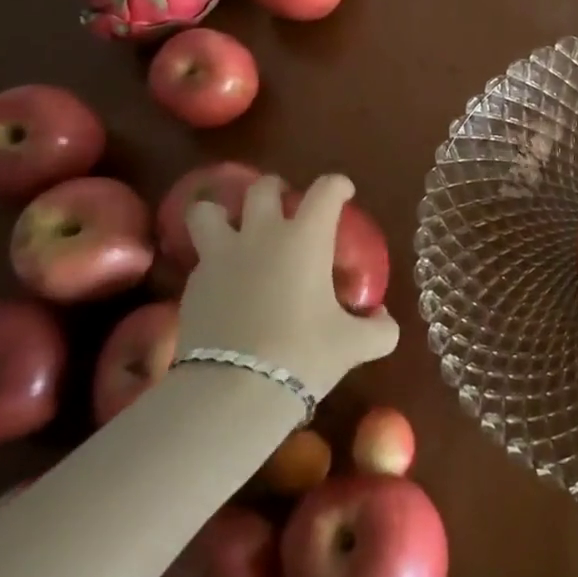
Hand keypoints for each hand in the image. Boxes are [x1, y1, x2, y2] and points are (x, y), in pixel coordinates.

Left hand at [179, 174, 398, 399]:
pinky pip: (201, 258)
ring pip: (208, 211)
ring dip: (222, 213)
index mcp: (305, 238)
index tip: (344, 193)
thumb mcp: (353, 346)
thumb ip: (378, 329)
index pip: (325, 190)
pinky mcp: (193, 285)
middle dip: (276, 189)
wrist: (234, 391)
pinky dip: (213, 262)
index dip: (338, 185)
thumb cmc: (303, 355)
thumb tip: (384, 320)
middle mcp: (262, 235)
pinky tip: (224, 284)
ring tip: (232, 227)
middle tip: (286, 206)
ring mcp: (221, 257)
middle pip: (263, 188)